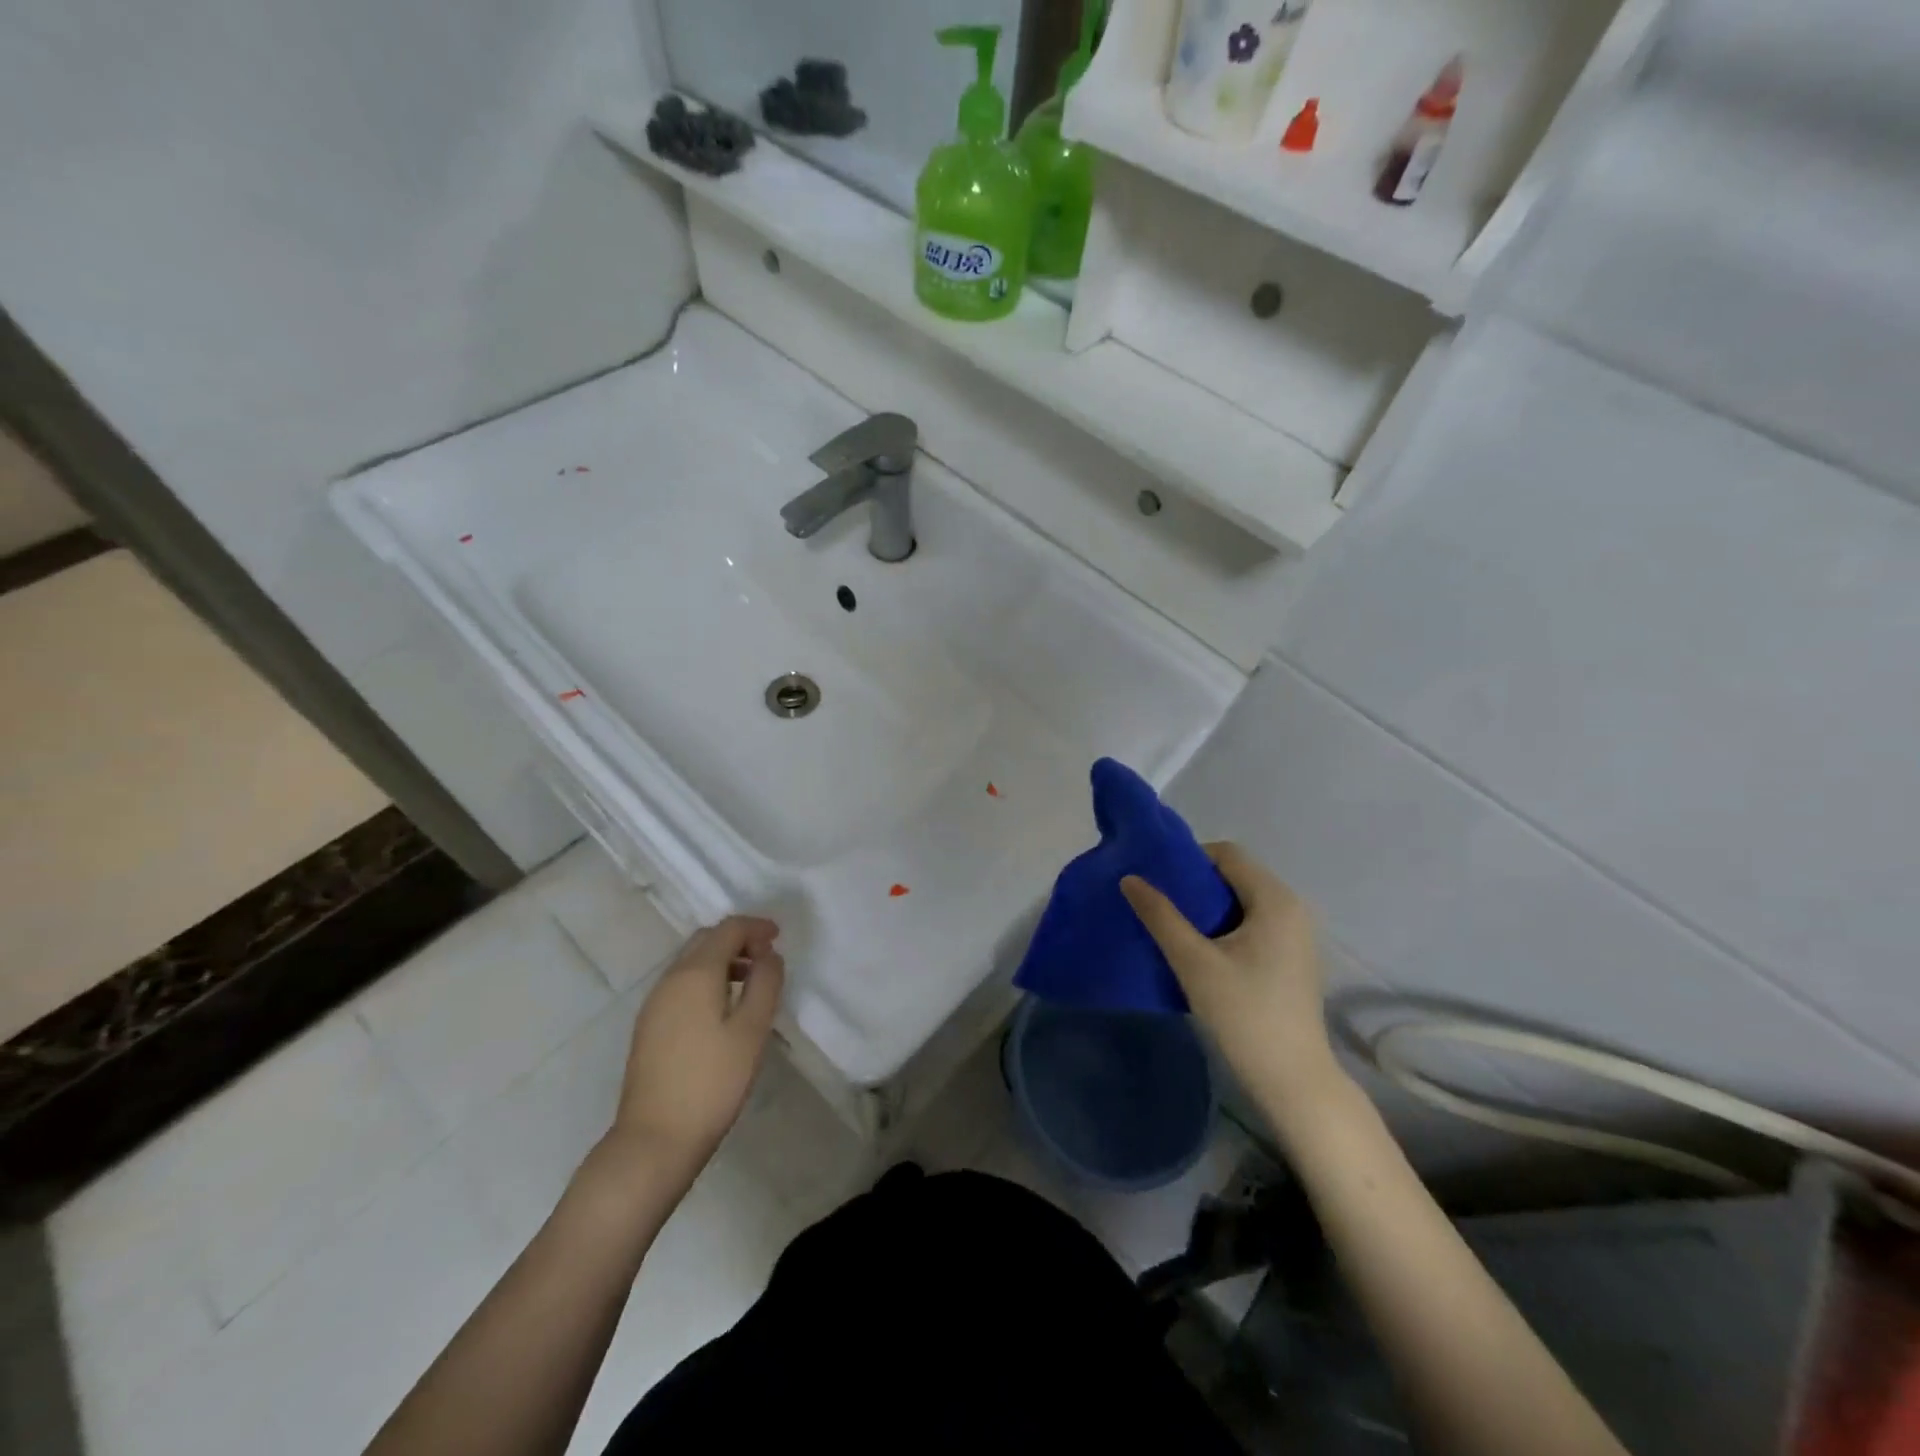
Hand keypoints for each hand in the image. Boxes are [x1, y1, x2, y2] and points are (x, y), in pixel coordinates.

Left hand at [607, 916, 784, 1178]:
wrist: (655, 1140)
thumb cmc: (712, 1082)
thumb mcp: (752, 1030)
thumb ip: (766, 983)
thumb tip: (768, 955)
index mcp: (695, 973)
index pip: (727, 929)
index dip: (756, 927)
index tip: (779, 937)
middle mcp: (670, 979)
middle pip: (705, 940)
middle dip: (738, 939)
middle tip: (767, 957)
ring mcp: (654, 1004)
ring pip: (691, 962)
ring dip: (722, 960)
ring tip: (751, 982)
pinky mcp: (649, 1026)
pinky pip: (681, 984)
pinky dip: (706, 979)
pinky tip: (723, 1007)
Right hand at [1121, 843, 1344, 1118]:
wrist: (1293, 1081)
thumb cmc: (1245, 1014)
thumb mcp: (1194, 962)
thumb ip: (1161, 916)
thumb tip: (1130, 878)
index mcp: (1275, 899)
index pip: (1226, 854)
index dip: (1189, 860)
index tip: (1157, 882)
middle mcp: (1292, 908)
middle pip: (1235, 876)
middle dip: (1195, 885)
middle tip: (1159, 904)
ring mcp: (1296, 935)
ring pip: (1243, 902)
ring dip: (1208, 909)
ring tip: (1173, 928)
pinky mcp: (1292, 958)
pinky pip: (1253, 924)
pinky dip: (1225, 928)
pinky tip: (1201, 952)